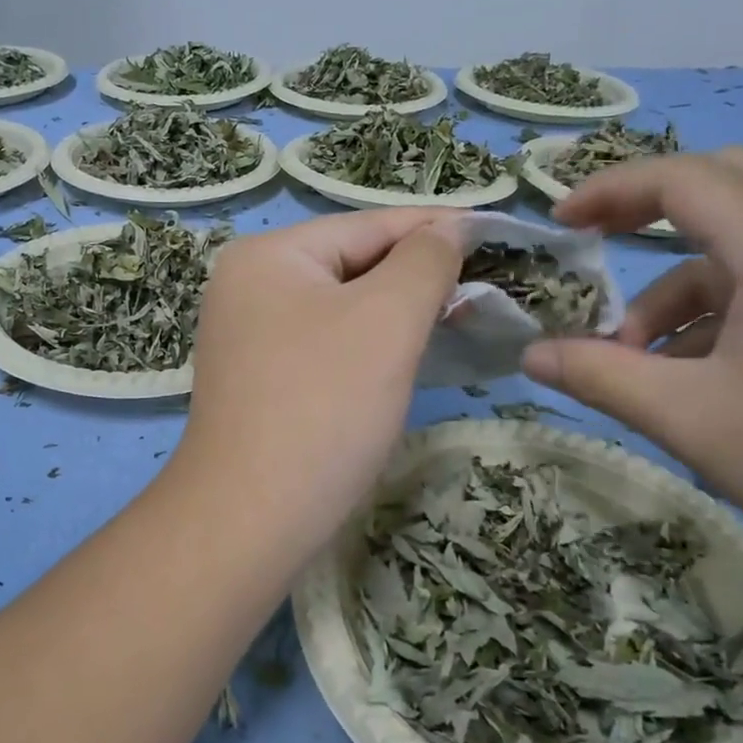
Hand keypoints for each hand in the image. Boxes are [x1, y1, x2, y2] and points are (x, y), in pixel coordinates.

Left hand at [173, 209, 465, 557]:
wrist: (250, 517)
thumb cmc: (323, 405)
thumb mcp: (386, 321)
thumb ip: (424, 262)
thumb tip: (448, 229)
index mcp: (267, 255)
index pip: (366, 226)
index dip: (434, 229)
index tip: (495, 234)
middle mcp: (248, 285)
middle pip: (351, 264)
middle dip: (415, 275)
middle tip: (484, 288)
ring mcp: (247, 334)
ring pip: (341, 307)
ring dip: (395, 313)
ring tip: (456, 318)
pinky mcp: (259, 378)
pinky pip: (325, 343)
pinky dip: (367, 345)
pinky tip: (403, 356)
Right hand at [522, 148, 742, 585]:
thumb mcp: (689, 418)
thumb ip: (598, 376)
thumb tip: (530, 356)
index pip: (684, 179)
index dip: (610, 190)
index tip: (559, 224)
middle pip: (731, 181)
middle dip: (652, 205)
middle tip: (599, 243)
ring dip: (684, 278)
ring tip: (643, 355)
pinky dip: (726, 306)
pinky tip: (701, 374)